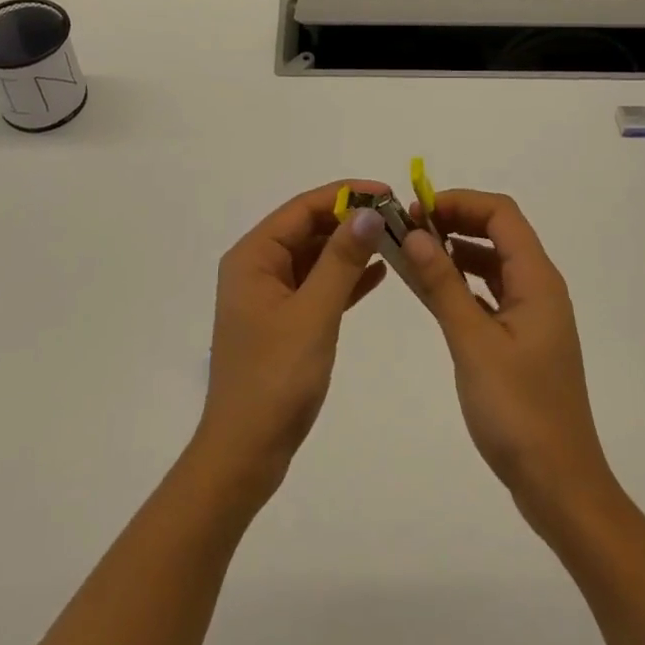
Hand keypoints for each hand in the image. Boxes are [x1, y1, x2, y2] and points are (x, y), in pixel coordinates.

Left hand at [192, 181, 389, 502]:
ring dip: (351, 248)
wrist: (246, 452)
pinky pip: (318, 286)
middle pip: (308, 229)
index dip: (344, 195)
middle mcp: (257, 268)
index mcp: (253, 257)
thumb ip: (341, 260)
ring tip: (395, 240)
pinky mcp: (284, 321)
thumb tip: (368, 211)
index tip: (387, 192)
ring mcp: (270, 296)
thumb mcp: (314, 313)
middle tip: (398, 218)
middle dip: (350, 221)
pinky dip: (345, 278)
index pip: (301, 209)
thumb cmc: (275, 378)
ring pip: (315, 257)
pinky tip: (379, 273)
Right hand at [400, 190, 615, 530]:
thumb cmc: (518, 411)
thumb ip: (443, 285)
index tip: (416, 211)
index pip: (501, 215)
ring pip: (493, 264)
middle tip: (408, 229)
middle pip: (498, 233)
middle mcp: (540, 289)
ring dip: (456, 252)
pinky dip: (462, 283)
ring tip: (413, 253)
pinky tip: (433, 291)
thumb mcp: (473, 343)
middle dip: (454, 222)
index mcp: (538, 281)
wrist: (559, 484)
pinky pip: (490, 294)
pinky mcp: (522, 340)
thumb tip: (415, 234)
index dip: (460, 202)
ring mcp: (533, 316)